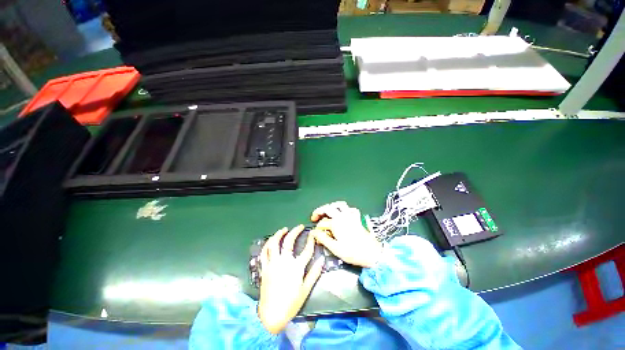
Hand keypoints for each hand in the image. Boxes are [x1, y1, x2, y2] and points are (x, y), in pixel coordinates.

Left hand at [257, 225, 324, 333]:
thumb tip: (322, 260)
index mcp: (296, 268)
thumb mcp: (306, 290)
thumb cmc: (291, 303)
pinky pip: (264, 253)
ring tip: (284, 229)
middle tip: (299, 227)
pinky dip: (267, 244)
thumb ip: (314, 273)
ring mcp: (272, 264)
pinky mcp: (264, 268)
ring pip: (274, 244)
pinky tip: (271, 240)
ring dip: (279, 234)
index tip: (313, 234)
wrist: (271, 315)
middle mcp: (283, 262)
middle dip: (295, 231)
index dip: (311, 240)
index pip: (306, 250)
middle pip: (289, 242)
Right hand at [310, 201, 382, 267]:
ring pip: (340, 205)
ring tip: (327, 211)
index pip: (322, 222)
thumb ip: (323, 238)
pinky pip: (351, 209)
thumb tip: (313, 232)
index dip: (317, 228)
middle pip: (329, 208)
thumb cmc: (353, 252)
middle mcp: (343, 216)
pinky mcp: (357, 219)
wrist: (372, 253)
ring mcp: (351, 216)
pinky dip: (346, 209)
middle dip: (320, 211)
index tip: (314, 233)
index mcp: (336, 223)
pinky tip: (343, 214)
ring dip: (332, 206)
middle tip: (315, 217)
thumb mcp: (335, 248)